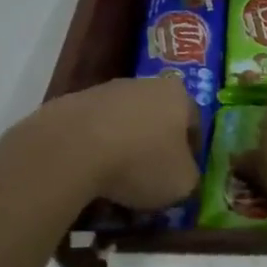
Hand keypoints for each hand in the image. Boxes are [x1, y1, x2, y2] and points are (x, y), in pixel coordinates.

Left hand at [28, 78, 202, 209]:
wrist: (72, 148)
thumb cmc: (140, 162)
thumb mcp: (182, 183)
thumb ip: (190, 177)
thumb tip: (183, 175)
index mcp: (178, 96)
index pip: (194, 125)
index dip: (191, 154)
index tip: (181, 177)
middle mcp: (145, 84)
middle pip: (157, 120)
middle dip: (154, 147)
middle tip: (149, 179)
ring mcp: (106, 90)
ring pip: (123, 123)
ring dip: (123, 147)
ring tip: (115, 181)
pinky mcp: (72, 102)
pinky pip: (93, 131)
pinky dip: (95, 149)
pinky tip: (89, 173)